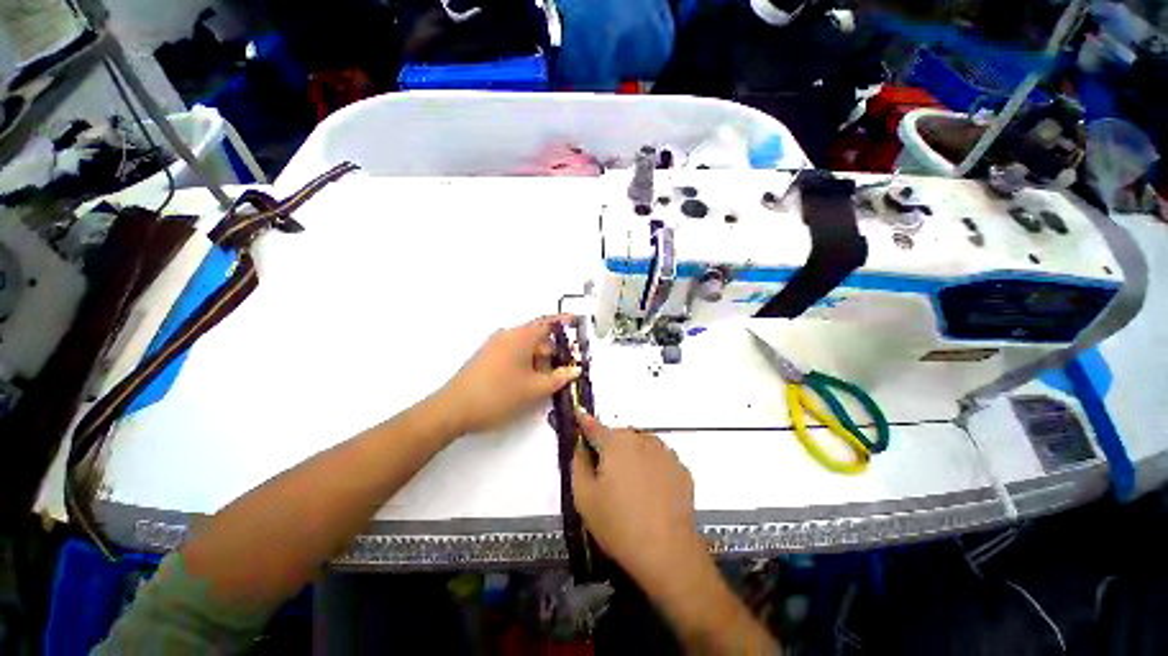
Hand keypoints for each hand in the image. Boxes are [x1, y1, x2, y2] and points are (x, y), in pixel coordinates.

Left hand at [437, 315, 580, 435]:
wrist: (453, 409)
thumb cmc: (499, 395)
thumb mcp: (534, 389)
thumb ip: (559, 378)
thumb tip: (576, 370)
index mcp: (521, 337)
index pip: (546, 322)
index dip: (562, 321)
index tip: (576, 320)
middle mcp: (507, 336)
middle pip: (537, 336)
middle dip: (552, 350)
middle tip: (565, 368)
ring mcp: (494, 346)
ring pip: (525, 347)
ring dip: (539, 359)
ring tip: (547, 380)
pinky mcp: (486, 357)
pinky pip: (513, 353)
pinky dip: (526, 362)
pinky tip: (528, 381)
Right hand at [571, 413, 707, 593]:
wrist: (667, 551)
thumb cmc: (618, 523)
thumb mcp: (584, 496)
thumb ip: (578, 463)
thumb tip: (580, 445)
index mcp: (616, 442)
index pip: (594, 426)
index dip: (584, 421)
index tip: (578, 414)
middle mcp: (642, 438)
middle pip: (619, 437)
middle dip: (610, 449)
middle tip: (606, 477)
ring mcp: (665, 452)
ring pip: (640, 447)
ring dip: (632, 457)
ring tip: (631, 489)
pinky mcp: (681, 468)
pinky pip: (659, 460)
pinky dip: (651, 468)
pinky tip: (651, 494)